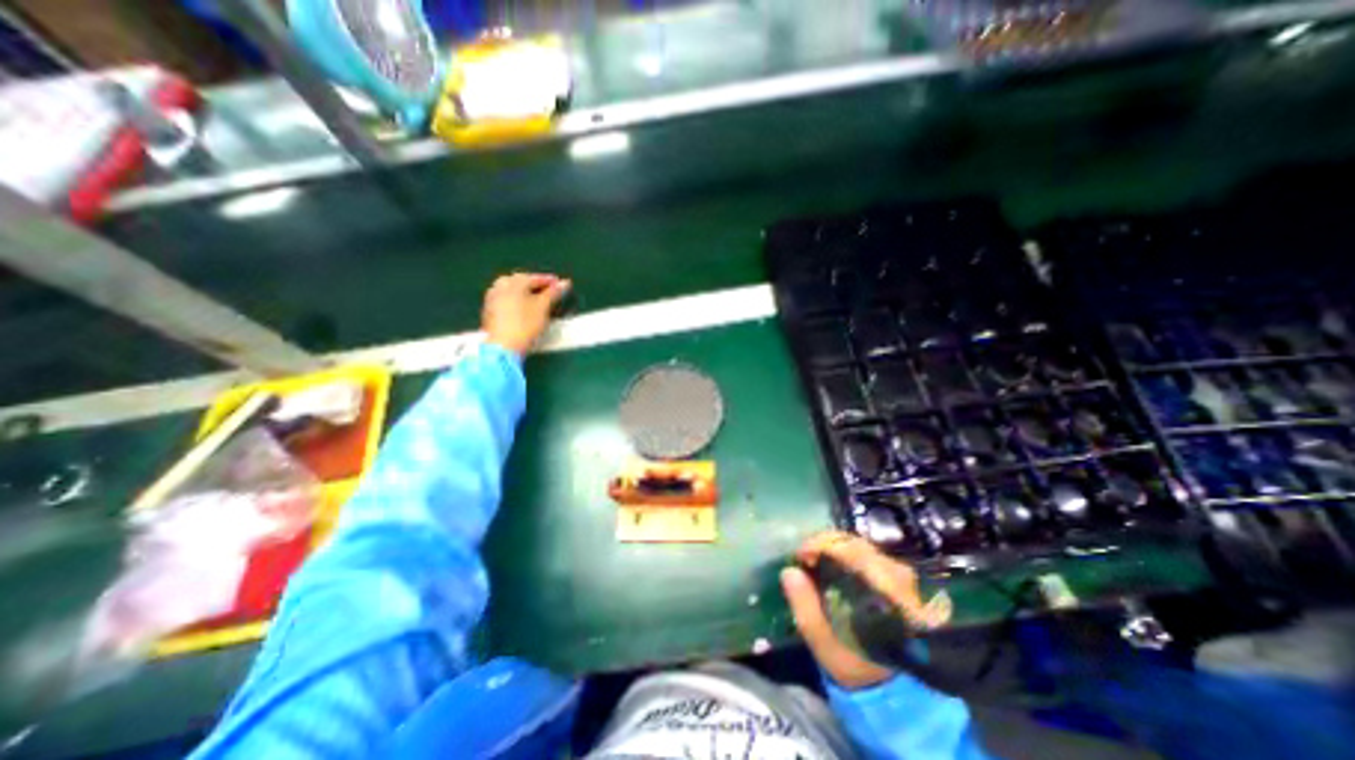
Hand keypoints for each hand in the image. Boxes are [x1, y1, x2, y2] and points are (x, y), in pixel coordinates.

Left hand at [481, 274, 569, 357]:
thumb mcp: (543, 307)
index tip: (562, 284)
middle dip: (535, 285)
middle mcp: (500, 286)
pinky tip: (523, 308)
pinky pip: (505, 299)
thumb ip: (553, 293)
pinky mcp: (489, 311)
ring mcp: (492, 298)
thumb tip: (565, 282)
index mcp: (513, 282)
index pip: (535, 278)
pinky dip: (516, 300)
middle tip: (549, 291)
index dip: (550, 281)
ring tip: (536, 299)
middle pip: (520, 282)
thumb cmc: (525, 324)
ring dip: (525, 292)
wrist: (503, 347)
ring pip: (511, 290)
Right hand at [778, 531, 957, 690]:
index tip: (800, 555)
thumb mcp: (827, 646)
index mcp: (886, 596)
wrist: (893, 681)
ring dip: (832, 546)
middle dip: (824, 544)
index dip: (823, 547)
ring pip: (859, 544)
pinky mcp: (896, 572)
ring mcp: (900, 573)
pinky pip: (864, 550)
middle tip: (803, 556)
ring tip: (812, 558)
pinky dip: (842, 551)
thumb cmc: (857, 664)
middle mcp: (898, 578)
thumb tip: (789, 572)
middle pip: (856, 544)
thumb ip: (807, 610)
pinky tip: (827, 561)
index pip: (854, 554)